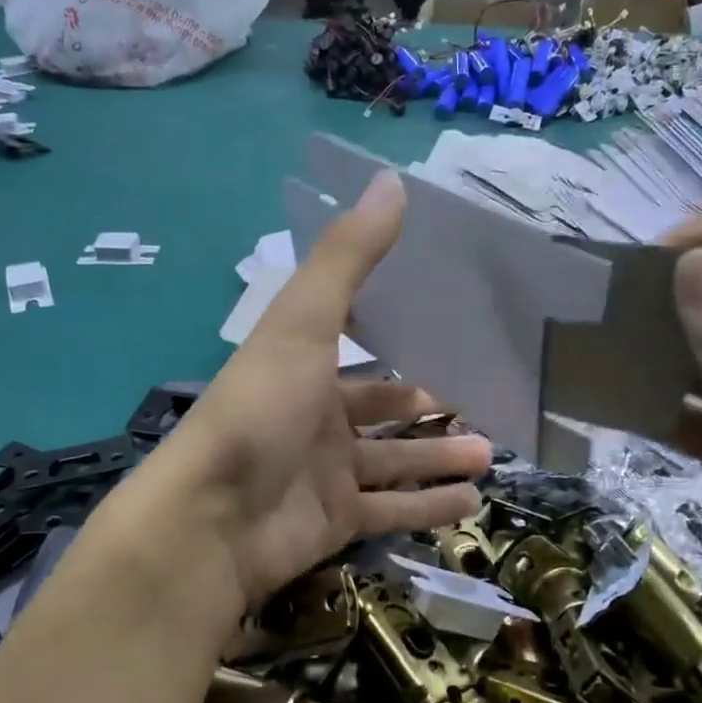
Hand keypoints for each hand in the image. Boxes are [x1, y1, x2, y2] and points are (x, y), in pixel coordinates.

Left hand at [131, 170, 489, 612]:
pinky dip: (429, 507)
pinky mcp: (335, 522)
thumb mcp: (303, 324)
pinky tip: (472, 501)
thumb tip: (391, 180)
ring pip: (394, 463)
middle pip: (381, 411)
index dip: (395, 340)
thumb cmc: (261, 410)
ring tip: (488, 454)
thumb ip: (348, 258)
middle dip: (428, 408)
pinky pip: (392, 511)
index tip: (446, 331)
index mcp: (303, 369)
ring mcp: (325, 474)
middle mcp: (314, 419)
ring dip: (438, 457)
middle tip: (479, 403)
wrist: (213, 520)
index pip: (356, 349)